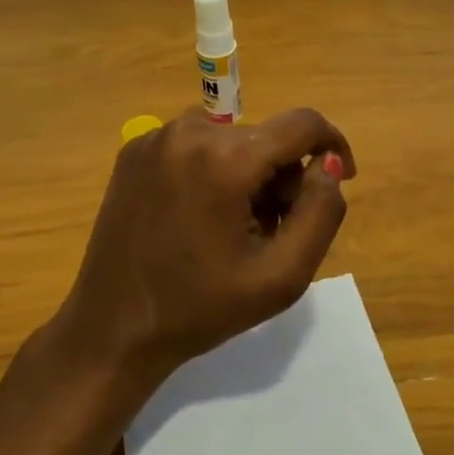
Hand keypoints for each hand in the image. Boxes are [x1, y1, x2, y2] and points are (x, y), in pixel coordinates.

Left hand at [55, 108, 355, 385]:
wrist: (112, 330)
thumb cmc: (201, 309)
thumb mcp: (282, 276)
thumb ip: (322, 212)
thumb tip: (329, 165)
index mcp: (225, 159)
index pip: (303, 124)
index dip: (333, 145)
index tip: (341, 179)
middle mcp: (188, 131)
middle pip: (266, 136)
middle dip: (284, 176)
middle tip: (274, 230)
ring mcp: (155, 138)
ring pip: (233, 140)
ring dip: (250, 174)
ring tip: (236, 229)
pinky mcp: (134, 151)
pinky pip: (197, 145)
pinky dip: (215, 171)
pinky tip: (201, 218)